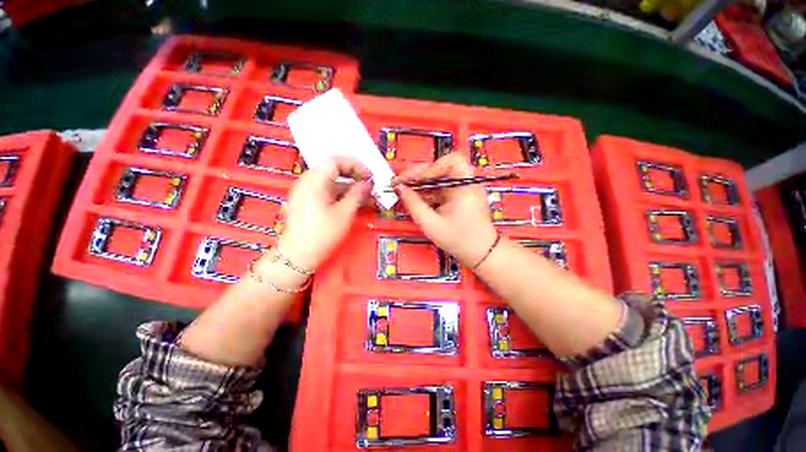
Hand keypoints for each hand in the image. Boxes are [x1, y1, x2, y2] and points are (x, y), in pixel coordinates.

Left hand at [278, 158, 370, 270]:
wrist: (298, 256)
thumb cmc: (322, 233)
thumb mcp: (344, 213)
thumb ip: (357, 194)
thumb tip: (367, 183)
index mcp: (314, 181)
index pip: (335, 161)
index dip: (354, 165)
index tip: (369, 176)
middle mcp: (307, 182)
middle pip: (332, 170)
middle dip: (353, 176)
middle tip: (369, 185)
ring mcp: (306, 192)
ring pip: (331, 183)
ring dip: (349, 188)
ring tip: (366, 197)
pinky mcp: (307, 202)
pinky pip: (326, 192)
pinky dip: (341, 195)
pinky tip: (353, 203)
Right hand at [395, 153, 497, 267]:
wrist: (480, 252)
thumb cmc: (458, 240)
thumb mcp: (431, 224)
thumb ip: (413, 205)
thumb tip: (399, 188)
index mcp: (465, 187)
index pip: (450, 161)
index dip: (430, 167)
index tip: (412, 180)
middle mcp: (466, 183)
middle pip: (441, 168)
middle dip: (419, 175)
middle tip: (400, 183)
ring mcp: (463, 188)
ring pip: (438, 178)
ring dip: (420, 183)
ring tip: (403, 191)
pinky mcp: (459, 195)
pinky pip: (441, 187)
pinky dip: (427, 192)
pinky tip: (415, 199)